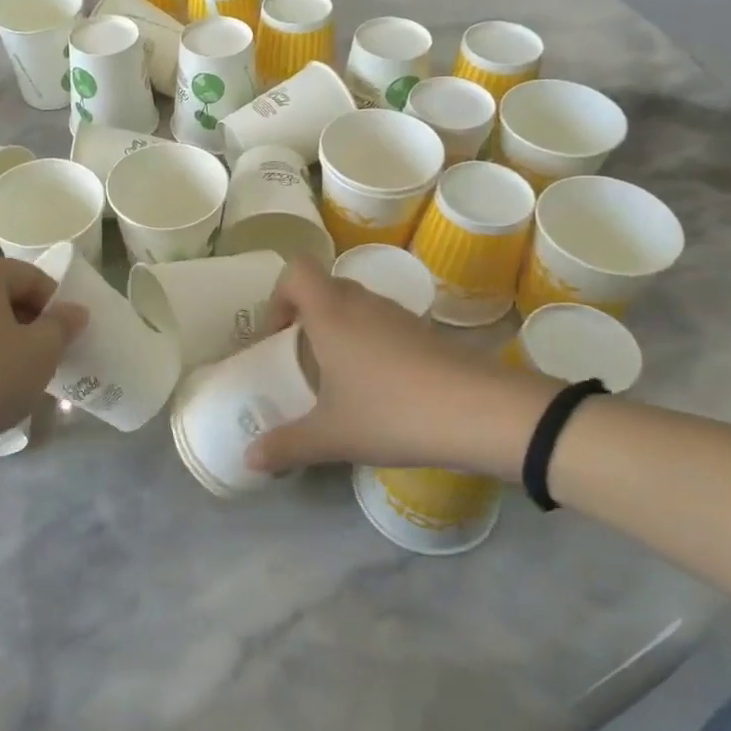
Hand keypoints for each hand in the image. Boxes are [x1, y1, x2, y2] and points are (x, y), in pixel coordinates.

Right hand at [245, 259, 556, 479]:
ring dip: (339, 330)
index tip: (279, 336)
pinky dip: (370, 344)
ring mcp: (398, 316)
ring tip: (337, 378)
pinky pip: (383, 325)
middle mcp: (362, 303)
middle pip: (324, 287)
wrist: (481, 413)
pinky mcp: (426, 333)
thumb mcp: (331, 436)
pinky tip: (377, 388)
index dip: (279, 295)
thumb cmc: (392, 412)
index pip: (296, 270)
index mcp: (330, 313)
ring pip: (356, 306)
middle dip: (306, 317)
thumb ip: (286, 445)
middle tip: (301, 359)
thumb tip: (249, 460)